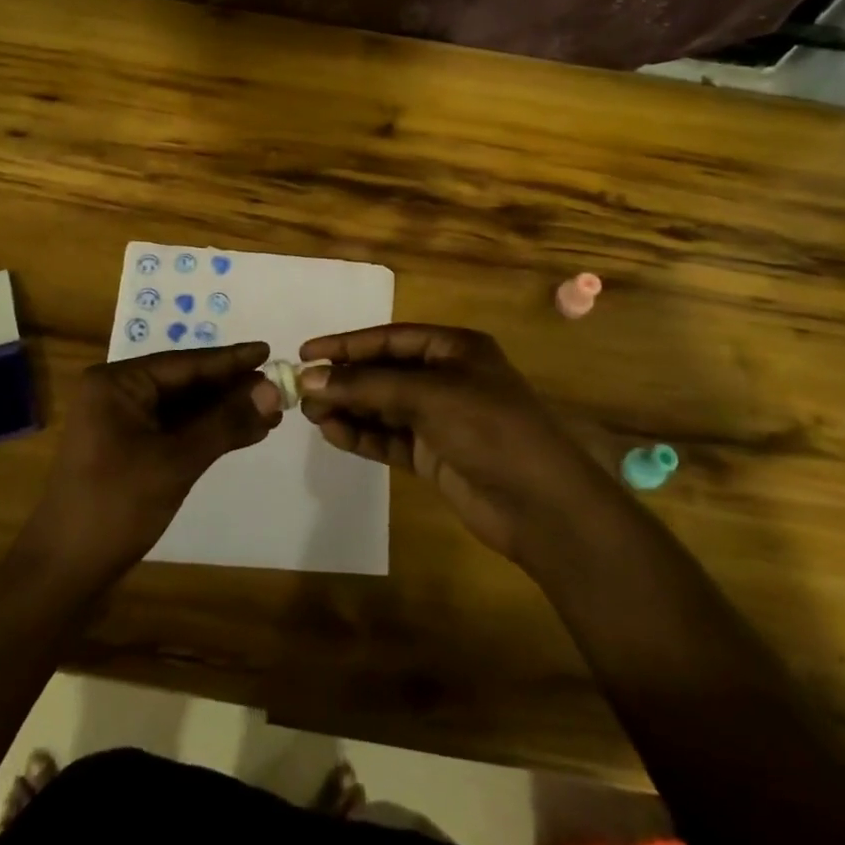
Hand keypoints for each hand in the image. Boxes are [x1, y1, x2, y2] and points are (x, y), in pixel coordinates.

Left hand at [21, 342, 283, 582]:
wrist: (64, 572)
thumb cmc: (115, 506)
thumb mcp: (175, 461)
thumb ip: (225, 423)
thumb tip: (273, 392)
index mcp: (116, 383)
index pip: (184, 363)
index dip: (229, 360)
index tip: (268, 350)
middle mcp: (117, 394)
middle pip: (185, 383)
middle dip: (231, 388)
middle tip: (279, 386)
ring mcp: (122, 423)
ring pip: (183, 408)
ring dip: (224, 412)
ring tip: (271, 412)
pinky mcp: (130, 450)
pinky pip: (175, 430)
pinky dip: (208, 433)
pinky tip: (243, 433)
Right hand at [298, 324, 603, 570]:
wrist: (542, 505)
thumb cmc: (489, 429)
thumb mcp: (428, 395)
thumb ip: (367, 386)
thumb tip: (310, 378)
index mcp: (454, 349)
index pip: (390, 339)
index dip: (347, 344)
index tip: (306, 352)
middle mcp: (446, 378)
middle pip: (384, 372)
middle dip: (345, 380)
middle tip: (303, 391)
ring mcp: (440, 419)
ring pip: (383, 407)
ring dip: (349, 408)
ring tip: (312, 415)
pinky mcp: (434, 455)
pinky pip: (389, 438)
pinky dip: (363, 436)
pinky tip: (334, 434)